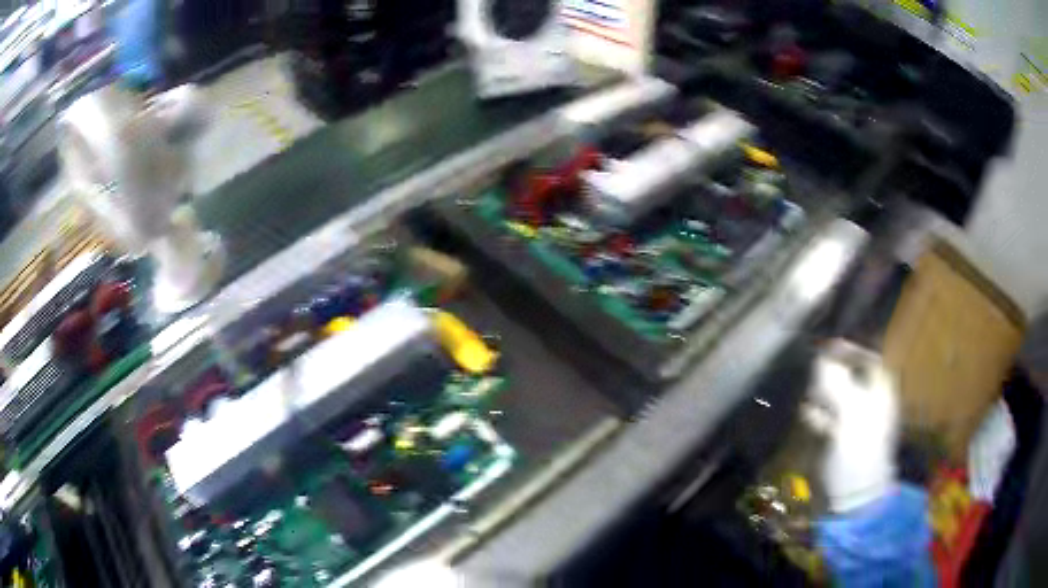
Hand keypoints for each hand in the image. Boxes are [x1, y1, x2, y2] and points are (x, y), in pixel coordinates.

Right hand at [804, 339, 899, 511]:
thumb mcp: (850, 415)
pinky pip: (823, 417)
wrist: (852, 502)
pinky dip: (816, 417)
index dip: (848, 350)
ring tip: (814, 407)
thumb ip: (836, 383)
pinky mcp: (835, 438)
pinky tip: (813, 424)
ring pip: (831, 395)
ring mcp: (851, 420)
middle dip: (829, 377)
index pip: (867, 357)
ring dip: (820, 398)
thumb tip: (821, 355)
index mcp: (880, 392)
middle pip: (846, 375)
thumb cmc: (859, 455)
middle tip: (817, 383)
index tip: (826, 349)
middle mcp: (867, 401)